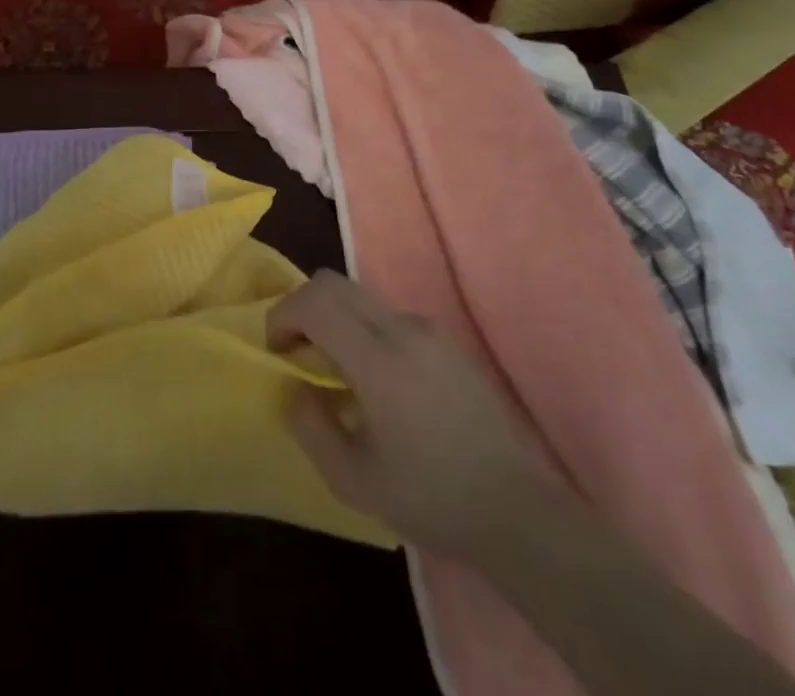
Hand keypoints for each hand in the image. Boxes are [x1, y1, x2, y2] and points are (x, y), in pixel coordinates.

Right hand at [268, 270, 537, 557]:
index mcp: (378, 358)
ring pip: (361, 297)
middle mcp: (403, 328)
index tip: (277, 351)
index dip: (282, 315)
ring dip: (334, 319)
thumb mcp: (353, 480)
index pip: (314, 302)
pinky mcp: (448, 341)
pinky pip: (389, 317)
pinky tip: (379, 383)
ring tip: (337, 373)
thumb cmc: (432, 499)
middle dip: (303, 308)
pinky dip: (364, 331)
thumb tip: (295, 388)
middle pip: (334, 283)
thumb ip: (311, 427)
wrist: (518, 511)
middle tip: (297, 352)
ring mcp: (430, 330)